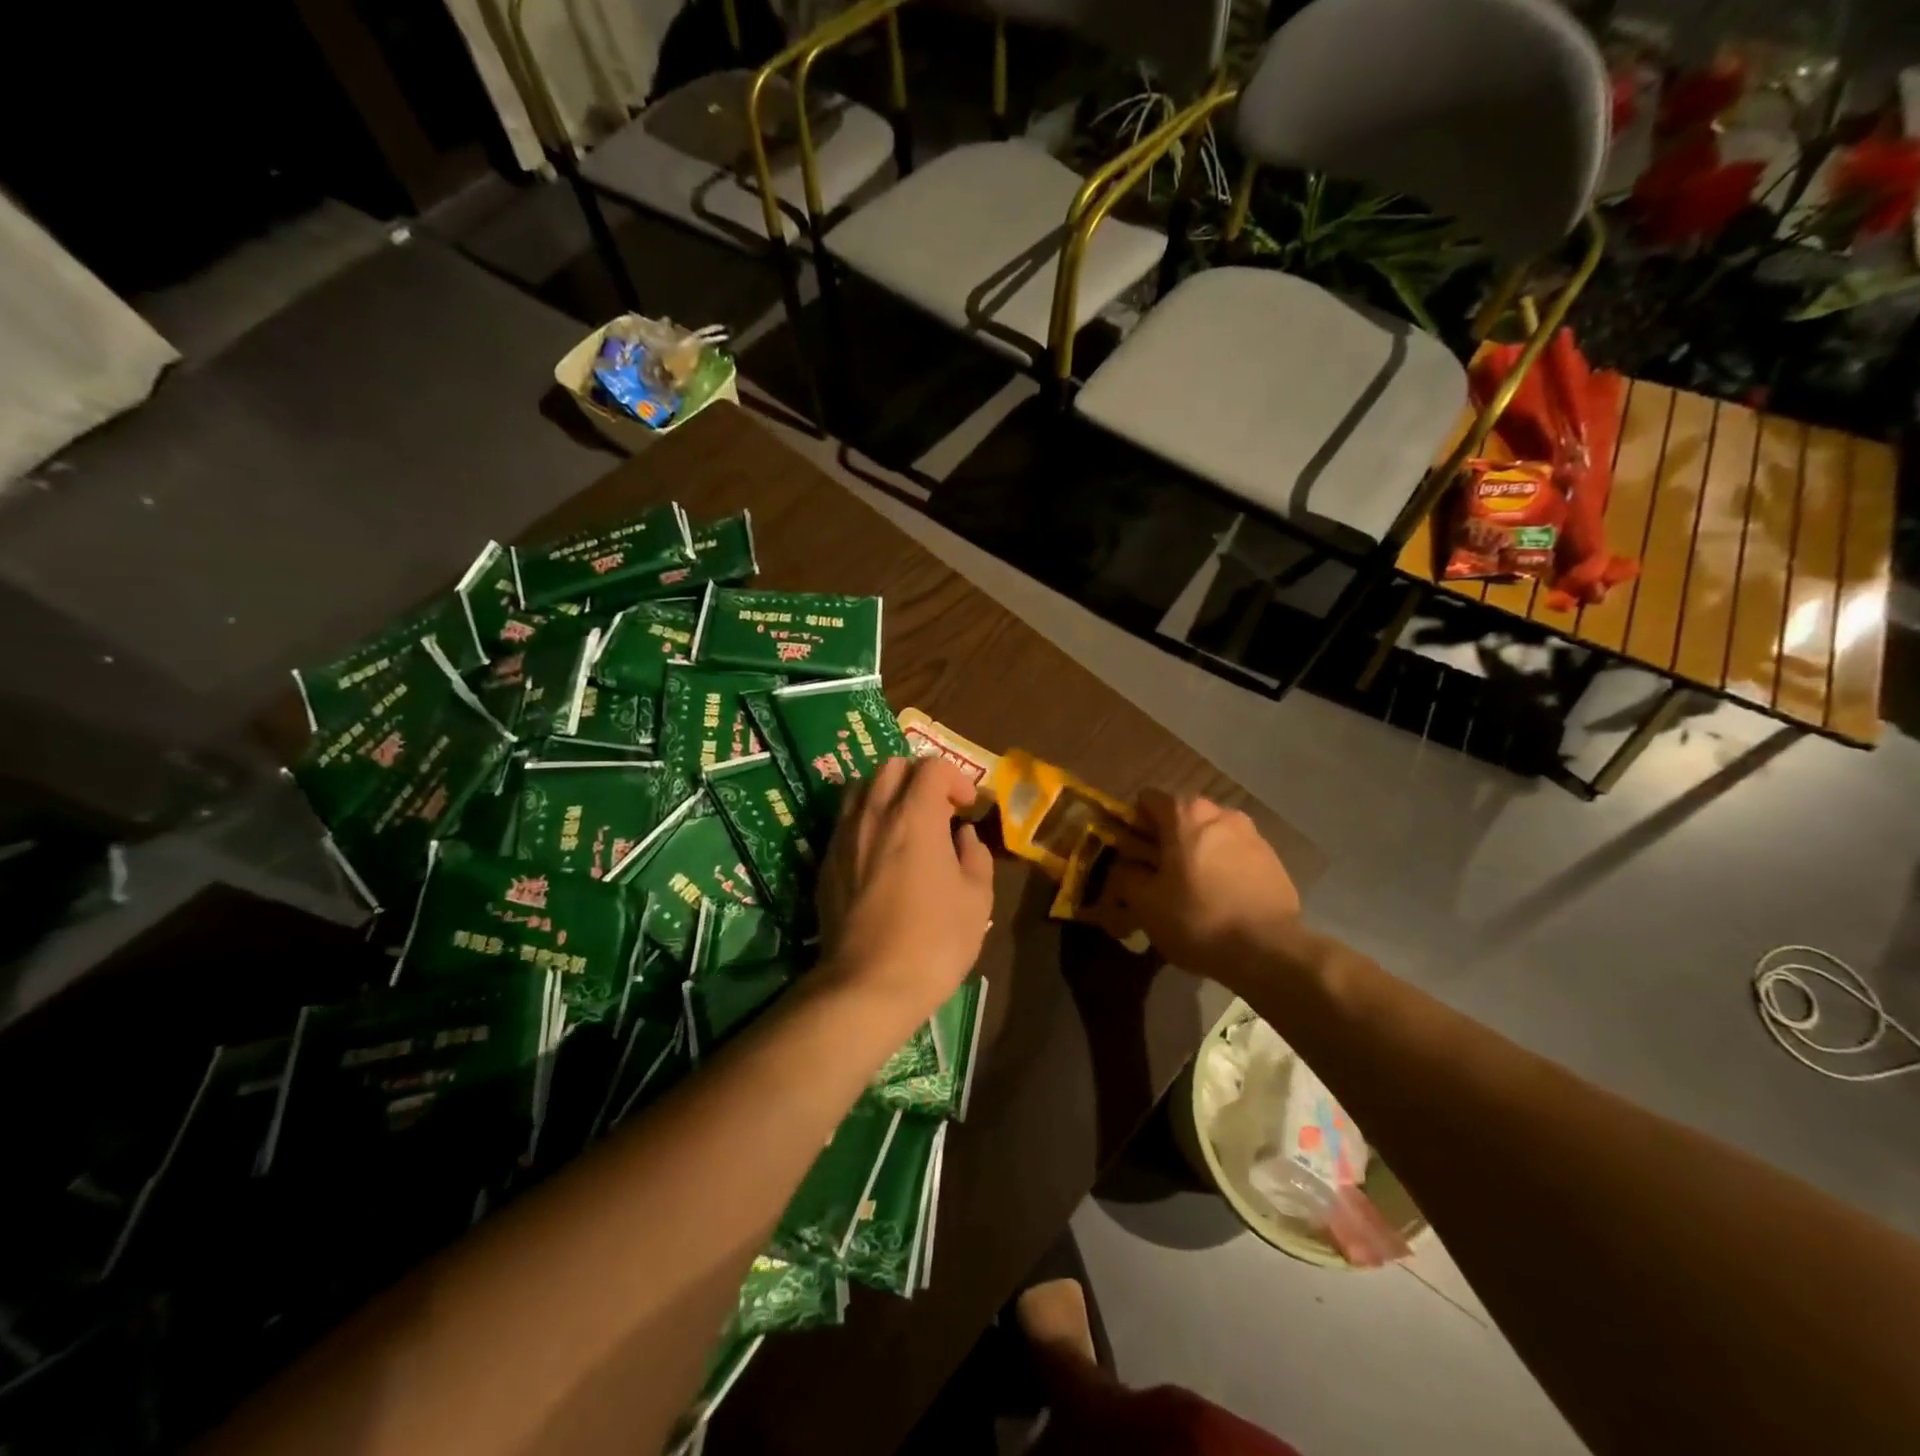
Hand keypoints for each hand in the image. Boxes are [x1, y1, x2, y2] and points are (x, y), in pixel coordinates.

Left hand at [815, 757, 993, 1021]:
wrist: (868, 984)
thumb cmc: (934, 941)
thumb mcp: (977, 899)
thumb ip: (975, 856)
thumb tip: (963, 836)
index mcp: (915, 816)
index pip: (932, 766)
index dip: (955, 778)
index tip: (967, 807)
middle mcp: (874, 814)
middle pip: (892, 766)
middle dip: (919, 778)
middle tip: (938, 810)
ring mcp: (843, 836)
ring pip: (861, 788)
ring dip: (887, 793)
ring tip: (905, 824)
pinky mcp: (825, 861)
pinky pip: (845, 821)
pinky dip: (866, 820)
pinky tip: (879, 853)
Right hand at [1089, 788, 1299, 981]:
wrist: (1269, 951)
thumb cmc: (1197, 920)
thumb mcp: (1145, 904)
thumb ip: (1128, 875)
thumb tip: (1128, 866)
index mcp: (1186, 814)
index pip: (1147, 800)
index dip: (1134, 825)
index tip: (1134, 854)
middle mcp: (1220, 813)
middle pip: (1182, 817)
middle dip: (1168, 840)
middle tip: (1161, 877)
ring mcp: (1252, 834)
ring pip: (1211, 835)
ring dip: (1197, 853)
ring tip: (1195, 891)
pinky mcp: (1273, 858)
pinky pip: (1236, 853)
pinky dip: (1223, 867)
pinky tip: (1223, 900)